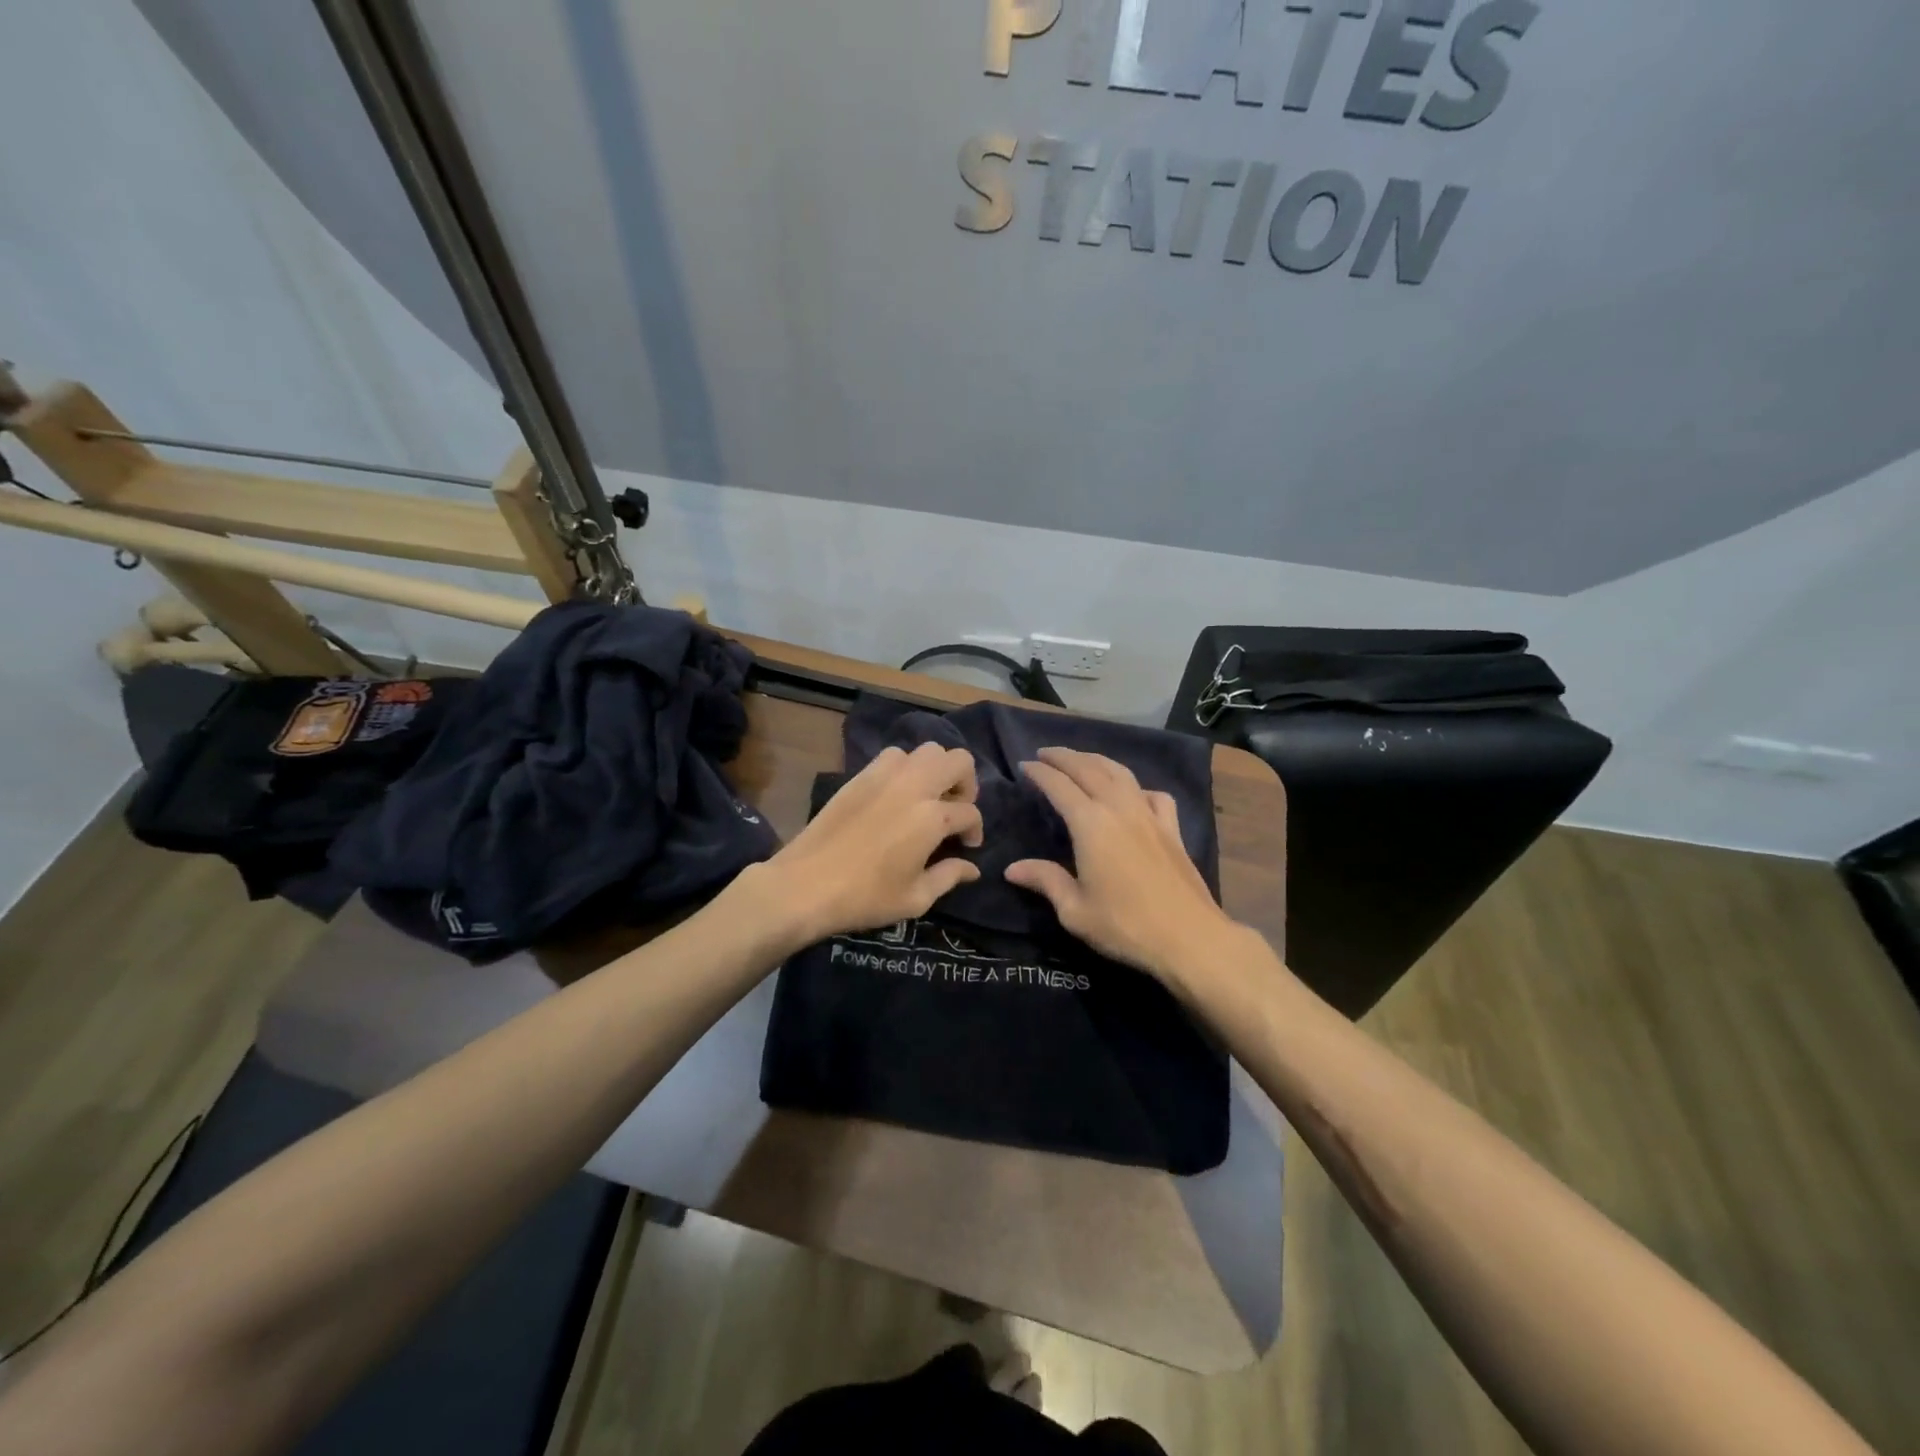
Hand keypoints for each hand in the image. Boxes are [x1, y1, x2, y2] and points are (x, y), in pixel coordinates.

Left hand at [750, 742, 983, 946]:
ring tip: (927, 797)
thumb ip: (949, 877)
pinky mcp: (860, 775)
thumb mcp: (915, 898)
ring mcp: (885, 775)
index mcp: (932, 817)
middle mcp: (914, 786)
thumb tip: (972, 867)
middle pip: (958, 760)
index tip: (967, 846)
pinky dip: (905, 768)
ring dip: (935, 770)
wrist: (806, 884)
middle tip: (954, 810)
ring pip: (926, 751)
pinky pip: (894, 756)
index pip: (969, 812)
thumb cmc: (865, 897)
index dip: (975, 830)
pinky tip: (897, 794)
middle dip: (966, 783)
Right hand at [1006, 747, 1239, 983]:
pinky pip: (1152, 794)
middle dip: (1064, 757)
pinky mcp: (1172, 828)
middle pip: (1088, 769)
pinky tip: (1133, 794)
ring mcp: (1149, 815)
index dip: (1040, 772)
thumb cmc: (1124, 925)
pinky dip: (1136, 786)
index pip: (1059, 785)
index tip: (1024, 765)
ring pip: (1120, 773)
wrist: (1189, 937)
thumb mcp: (1074, 910)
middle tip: (1045, 753)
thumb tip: (1012, 868)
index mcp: (1090, 824)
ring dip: (1097, 761)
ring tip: (1081, 760)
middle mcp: (1119, 808)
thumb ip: (1045, 880)